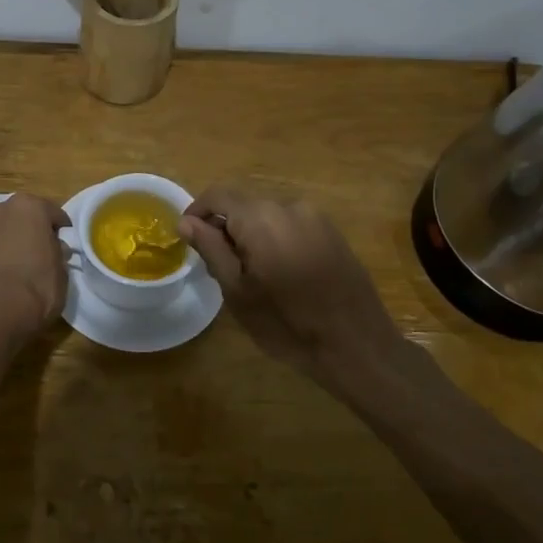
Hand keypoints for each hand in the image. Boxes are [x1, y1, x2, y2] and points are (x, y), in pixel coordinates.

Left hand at [0, 193, 70, 344]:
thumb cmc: (35, 289)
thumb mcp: (61, 272)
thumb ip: (58, 253)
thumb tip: (55, 248)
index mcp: (29, 206)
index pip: (53, 213)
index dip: (61, 231)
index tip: (65, 245)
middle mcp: (1, 208)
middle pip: (24, 216)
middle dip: (34, 231)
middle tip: (44, 252)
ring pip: (5, 229)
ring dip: (14, 240)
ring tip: (24, 264)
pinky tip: (7, 272)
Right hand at [178, 183, 397, 376]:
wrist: (357, 346)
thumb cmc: (287, 324)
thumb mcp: (237, 291)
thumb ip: (211, 249)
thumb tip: (186, 222)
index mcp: (261, 217)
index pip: (218, 195)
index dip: (197, 212)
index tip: (187, 238)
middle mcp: (289, 206)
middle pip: (244, 205)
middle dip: (225, 227)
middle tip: (218, 265)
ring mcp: (316, 218)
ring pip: (269, 216)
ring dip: (252, 235)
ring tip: (251, 274)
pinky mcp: (333, 233)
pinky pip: (292, 226)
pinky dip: (276, 240)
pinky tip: (281, 274)